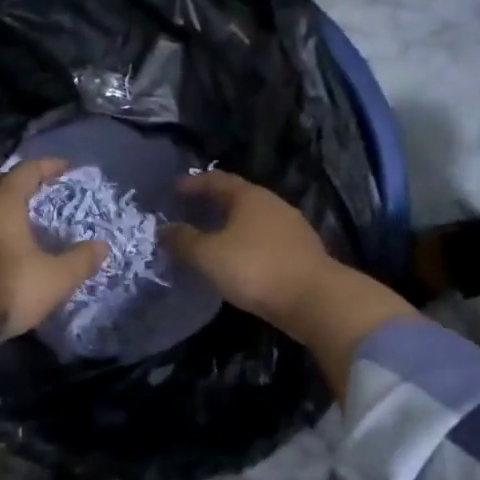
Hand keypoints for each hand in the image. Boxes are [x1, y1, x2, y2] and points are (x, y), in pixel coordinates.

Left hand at [0, 158, 105, 359]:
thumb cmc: (3, 289)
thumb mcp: (53, 280)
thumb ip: (79, 261)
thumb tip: (102, 245)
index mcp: (1, 203)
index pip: (26, 172)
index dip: (46, 166)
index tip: (64, 166)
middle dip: (15, 182)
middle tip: (34, 190)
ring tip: (12, 220)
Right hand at [161, 171, 334, 326]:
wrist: (314, 299)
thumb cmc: (255, 268)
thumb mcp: (208, 255)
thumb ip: (183, 240)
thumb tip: (164, 229)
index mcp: (249, 196)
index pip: (216, 180)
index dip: (193, 183)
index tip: (174, 189)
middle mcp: (272, 205)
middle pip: (237, 198)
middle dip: (212, 204)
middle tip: (189, 214)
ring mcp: (291, 228)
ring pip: (252, 221)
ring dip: (230, 227)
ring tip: (210, 239)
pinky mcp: (301, 253)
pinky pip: (264, 242)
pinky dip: (245, 245)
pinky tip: (237, 261)